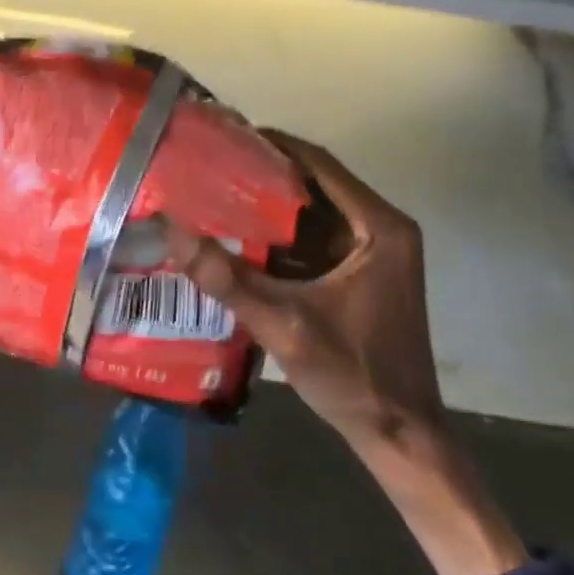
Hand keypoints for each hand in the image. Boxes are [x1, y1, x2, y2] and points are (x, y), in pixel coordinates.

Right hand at [163, 131, 441, 449]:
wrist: (401, 438)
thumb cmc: (354, 376)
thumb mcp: (284, 325)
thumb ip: (227, 278)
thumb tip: (172, 230)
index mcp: (378, 228)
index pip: (318, 163)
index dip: (270, 145)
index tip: (223, 136)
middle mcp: (381, 228)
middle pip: (314, 180)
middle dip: (262, 169)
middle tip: (210, 160)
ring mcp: (373, 249)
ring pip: (312, 206)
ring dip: (269, 198)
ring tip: (214, 186)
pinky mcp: (360, 270)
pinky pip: (314, 233)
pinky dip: (279, 229)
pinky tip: (238, 230)